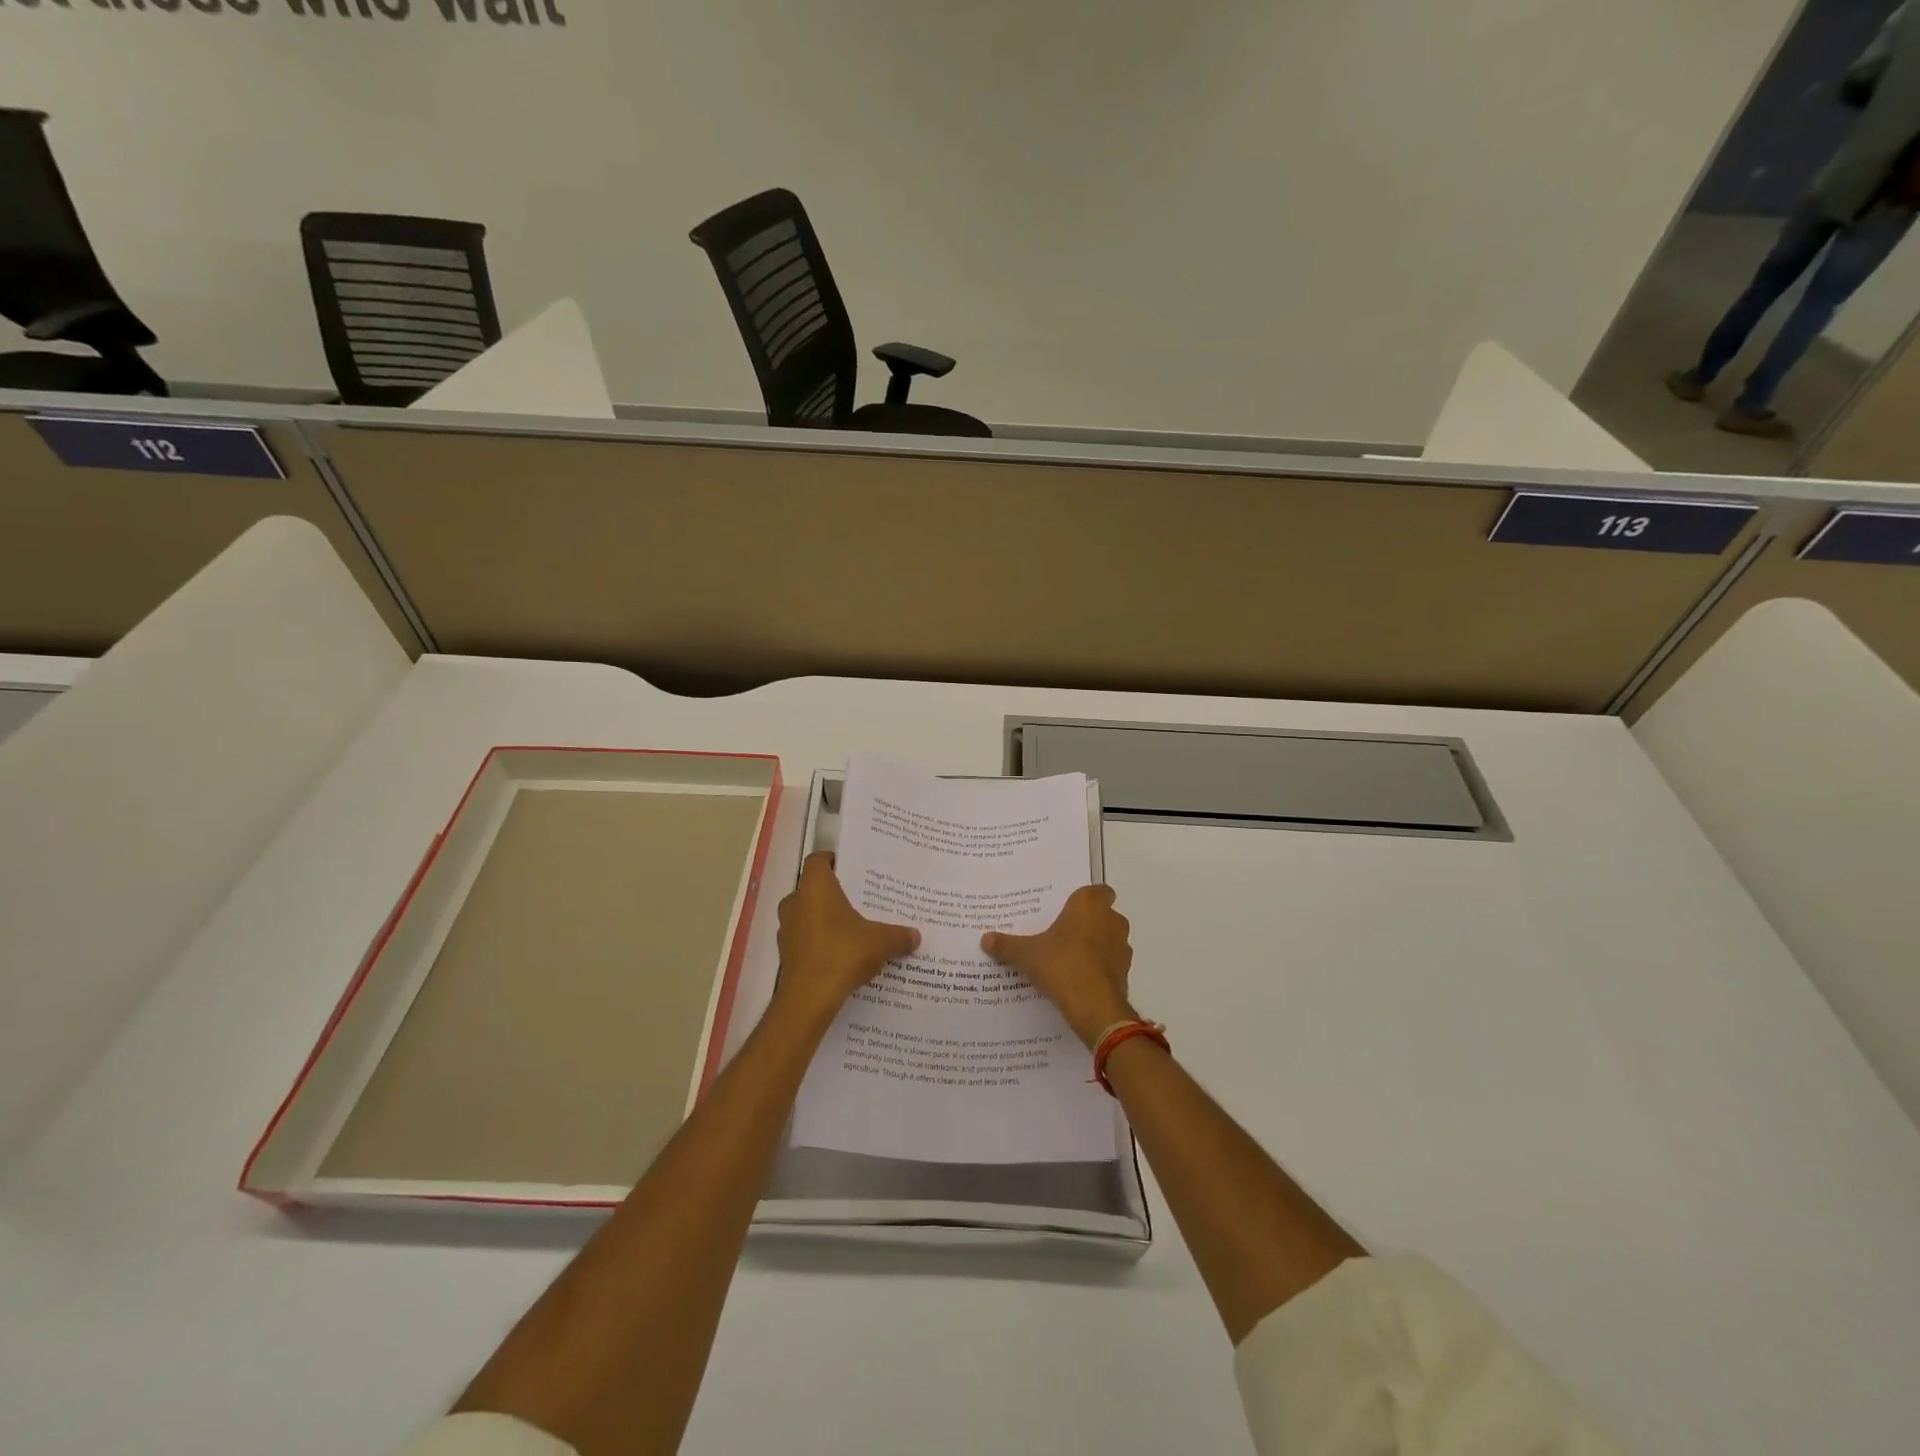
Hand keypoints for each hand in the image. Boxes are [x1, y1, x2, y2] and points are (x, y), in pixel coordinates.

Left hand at [773, 853, 918, 1026]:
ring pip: (807, 915)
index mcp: (815, 887)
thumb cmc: (843, 953)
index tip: (853, 869)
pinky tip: (842, 954)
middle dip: (834, 894)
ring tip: (854, 929)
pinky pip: (806, 939)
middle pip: (814, 888)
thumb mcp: (880, 942)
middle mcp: (795, 902)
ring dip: (826, 920)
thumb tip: (916, 936)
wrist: (809, 999)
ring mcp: (787, 929)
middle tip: (861, 900)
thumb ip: (899, 935)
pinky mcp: (786, 954)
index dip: (834, 861)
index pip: (818, 860)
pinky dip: (820, 942)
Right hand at [981, 885, 1135, 1047]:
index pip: (1098, 890)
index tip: (1068, 909)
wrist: (1094, 1006)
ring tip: (1069, 958)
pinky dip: (1100, 967)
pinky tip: (1079, 979)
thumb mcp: (1026, 954)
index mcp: (1089, 905)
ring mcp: (1122, 946)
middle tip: (1062, 933)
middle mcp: (1112, 919)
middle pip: (1102, 914)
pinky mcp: (1125, 972)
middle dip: (1087, 923)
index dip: (1085, 899)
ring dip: (1095, 945)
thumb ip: (1007, 945)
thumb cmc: (1061, 965)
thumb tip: (985, 939)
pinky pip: (1111, 963)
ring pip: (1109, 939)